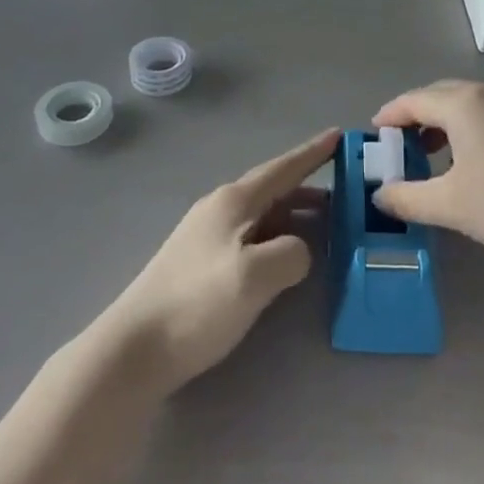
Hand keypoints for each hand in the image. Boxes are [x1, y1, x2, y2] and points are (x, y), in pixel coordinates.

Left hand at [105, 129, 335, 393]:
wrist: (136, 347)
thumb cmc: (198, 303)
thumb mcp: (256, 276)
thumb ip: (291, 254)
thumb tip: (298, 250)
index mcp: (233, 202)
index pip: (282, 169)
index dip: (312, 153)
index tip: (340, 135)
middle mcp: (220, 210)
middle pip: (274, 190)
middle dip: (309, 189)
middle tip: (347, 193)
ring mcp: (208, 236)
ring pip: (263, 215)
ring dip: (295, 215)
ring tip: (327, 225)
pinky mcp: (202, 264)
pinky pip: (252, 237)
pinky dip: (278, 237)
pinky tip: (287, 257)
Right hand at [372, 81, 483, 277]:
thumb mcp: (452, 206)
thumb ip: (407, 198)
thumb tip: (380, 195)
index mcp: (464, 103)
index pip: (413, 100)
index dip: (389, 116)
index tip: (375, 135)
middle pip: (441, 95)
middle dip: (417, 117)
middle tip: (402, 147)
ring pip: (471, 104)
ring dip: (446, 123)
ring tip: (436, 156)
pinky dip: (473, 128)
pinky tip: (478, 161)